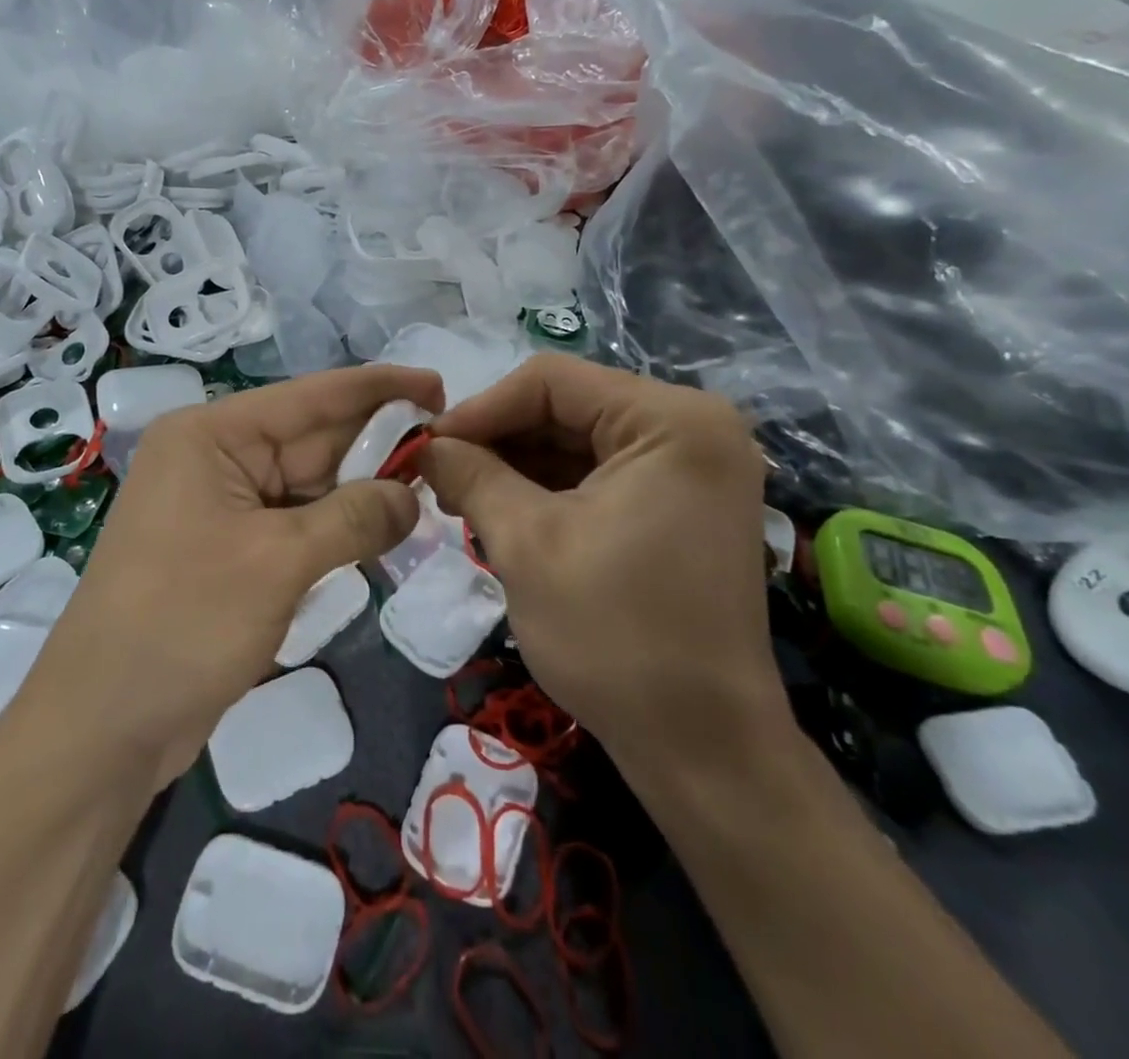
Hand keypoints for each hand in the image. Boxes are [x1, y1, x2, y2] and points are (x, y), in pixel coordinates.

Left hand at [27, 364, 444, 789]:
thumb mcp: (278, 562)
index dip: (379, 388)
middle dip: (376, 444)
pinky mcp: (228, 549)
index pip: (310, 396)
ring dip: (361, 490)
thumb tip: (411, 497)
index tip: (439, 385)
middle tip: (448, 449)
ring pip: (308, 484)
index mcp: (212, 436)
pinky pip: (294, 522)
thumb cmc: (184, 624)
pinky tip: (382, 529)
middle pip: (311, 439)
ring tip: (428, 488)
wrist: (102, 728)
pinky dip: (336, 526)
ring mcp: (219, 506)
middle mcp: (214, 458)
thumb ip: (353, 518)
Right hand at [420, 353, 782, 770]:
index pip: (552, 381)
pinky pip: (602, 472)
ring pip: (580, 439)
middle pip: (568, 406)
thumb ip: (470, 476)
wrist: (704, 748)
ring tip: (461, 496)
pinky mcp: (683, 503)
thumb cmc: (616, 637)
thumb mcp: (526, 544)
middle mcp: (693, 427)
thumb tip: (425, 444)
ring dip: (518, 464)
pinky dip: (550, 487)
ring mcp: (693, 467)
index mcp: (672, 420)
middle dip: (498, 439)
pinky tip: (503, 510)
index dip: (480, 408)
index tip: (428, 446)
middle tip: (438, 474)